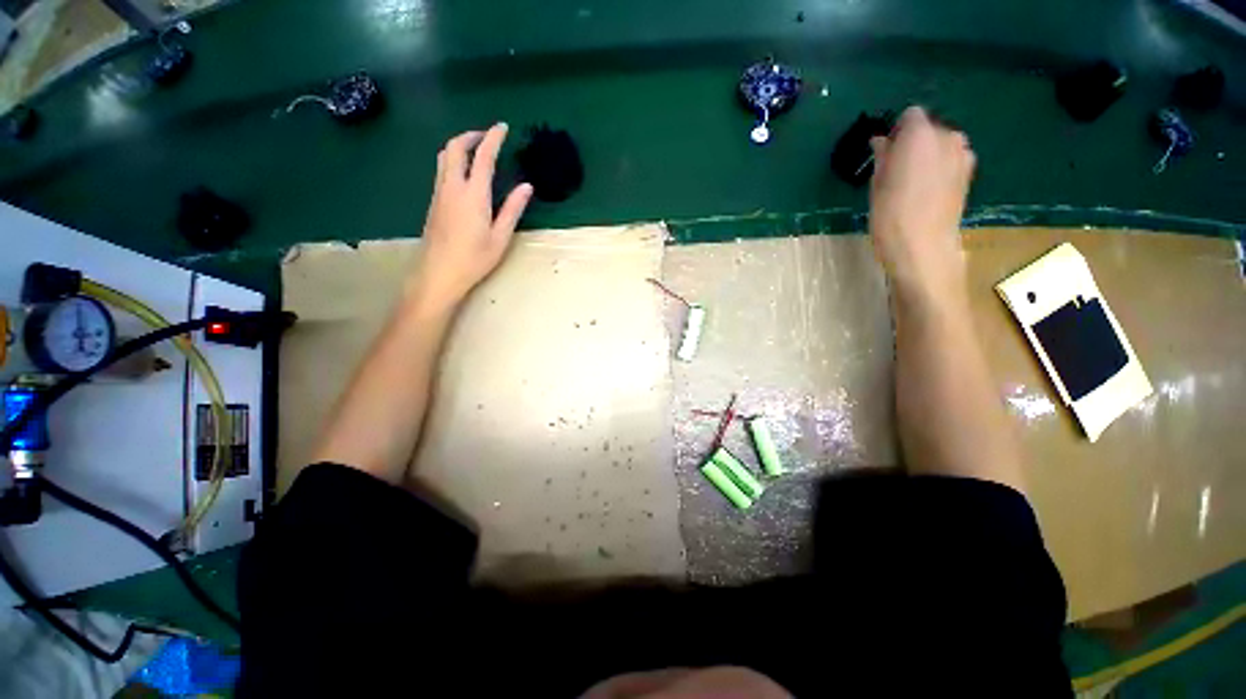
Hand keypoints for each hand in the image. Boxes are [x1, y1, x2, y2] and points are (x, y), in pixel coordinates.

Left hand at [410, 123, 533, 309]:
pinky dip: (454, 160)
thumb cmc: (474, 258)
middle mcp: (453, 186)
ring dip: (460, 146)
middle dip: (471, 135)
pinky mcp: (434, 201)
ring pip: (445, 156)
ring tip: (476, 150)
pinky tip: (465, 174)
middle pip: (455, 147)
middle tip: (487, 136)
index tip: (502, 126)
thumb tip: (527, 187)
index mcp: (473, 194)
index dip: (493, 137)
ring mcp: (440, 192)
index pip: (483, 156)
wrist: (439, 272)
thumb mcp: (500, 237)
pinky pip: (442, 170)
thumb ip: (513, 209)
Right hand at [868, 107, 975, 303]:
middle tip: (897, 169)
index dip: (898, 131)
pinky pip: (952, 159)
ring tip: (913, 182)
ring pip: (942, 144)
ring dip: (928, 154)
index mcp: (920, 135)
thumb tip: (882, 141)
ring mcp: (963, 154)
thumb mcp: (877, 184)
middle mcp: (947, 136)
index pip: (911, 115)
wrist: (923, 245)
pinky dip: (941, 167)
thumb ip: (883, 156)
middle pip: (929, 128)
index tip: (886, 151)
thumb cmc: (890, 214)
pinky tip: (928, 190)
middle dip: (914, 142)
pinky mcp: (969, 173)